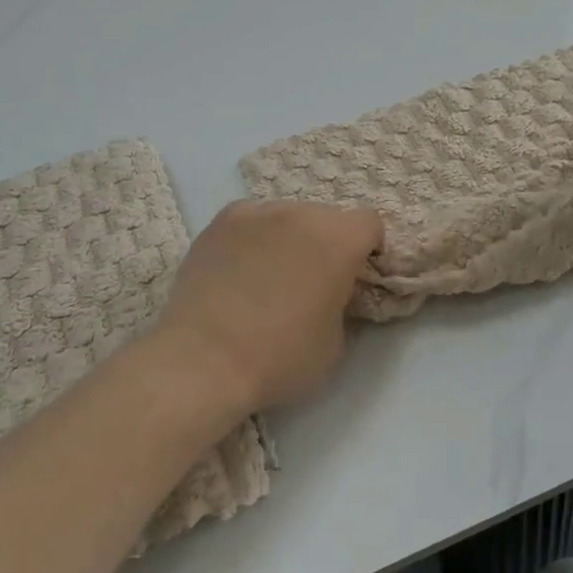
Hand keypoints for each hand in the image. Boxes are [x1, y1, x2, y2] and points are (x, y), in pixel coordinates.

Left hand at [157, 200, 383, 413]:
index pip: (369, 223)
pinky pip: (250, 221)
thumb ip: (341, 304)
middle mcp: (301, 214)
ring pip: (287, 217)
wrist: (203, 360)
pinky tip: (240, 269)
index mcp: (339, 240)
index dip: (368, 249)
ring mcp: (257, 213)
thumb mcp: (335, 343)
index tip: (355, 277)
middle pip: (326, 217)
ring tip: (270, 276)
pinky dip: (253, 238)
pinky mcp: (220, 223)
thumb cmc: (280, 357)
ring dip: (289, 238)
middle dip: (327, 243)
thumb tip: (329, 295)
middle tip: (312, 281)